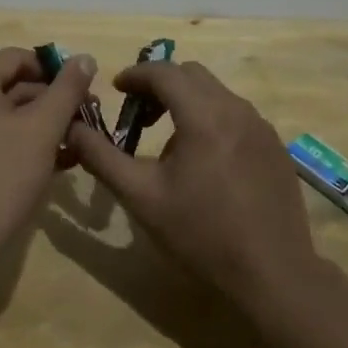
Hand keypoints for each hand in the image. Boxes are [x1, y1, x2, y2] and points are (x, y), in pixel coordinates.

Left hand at [0, 47, 95, 267]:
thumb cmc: (1, 177)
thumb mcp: (43, 129)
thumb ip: (67, 89)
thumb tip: (85, 57)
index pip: (19, 58)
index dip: (56, 72)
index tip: (85, 94)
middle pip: (10, 86)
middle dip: (51, 102)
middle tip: (85, 121)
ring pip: (2, 115)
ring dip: (39, 125)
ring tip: (74, 145)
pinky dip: (18, 144)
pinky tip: (50, 164)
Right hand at [67, 60, 316, 306]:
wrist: (273, 275)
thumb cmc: (201, 234)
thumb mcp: (142, 197)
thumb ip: (103, 158)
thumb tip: (72, 129)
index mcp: (203, 114)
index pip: (164, 72)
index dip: (136, 74)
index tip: (116, 88)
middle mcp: (235, 108)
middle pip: (191, 75)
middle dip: (160, 84)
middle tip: (138, 114)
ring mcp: (261, 125)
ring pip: (216, 92)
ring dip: (187, 101)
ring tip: (168, 139)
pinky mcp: (275, 145)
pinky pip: (236, 114)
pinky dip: (212, 118)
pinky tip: (205, 160)